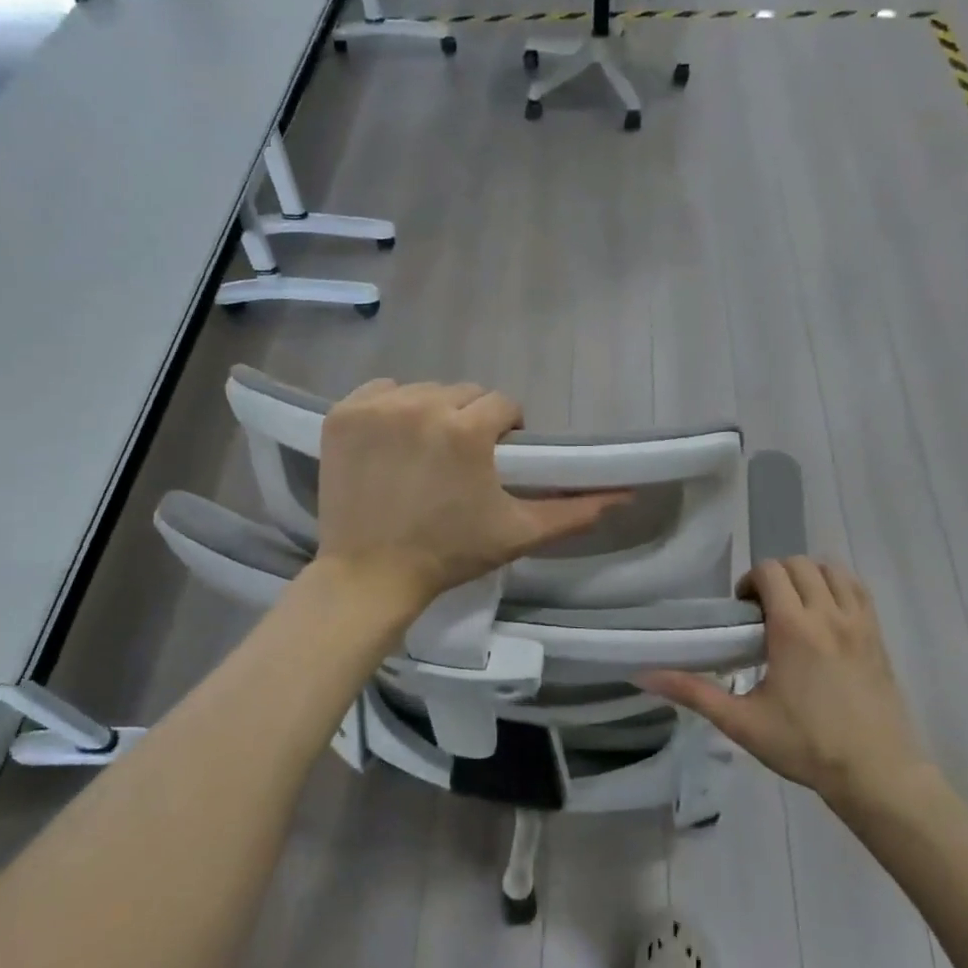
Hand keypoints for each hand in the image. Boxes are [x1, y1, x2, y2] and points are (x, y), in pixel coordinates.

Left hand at [315, 379, 627, 614]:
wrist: (370, 576)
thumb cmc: (449, 555)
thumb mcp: (518, 533)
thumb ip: (574, 511)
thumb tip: (624, 494)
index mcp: (467, 429)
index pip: (502, 404)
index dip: (505, 431)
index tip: (497, 458)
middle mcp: (422, 405)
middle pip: (463, 393)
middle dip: (470, 421)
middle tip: (462, 461)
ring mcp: (377, 408)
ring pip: (423, 391)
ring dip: (432, 414)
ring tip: (426, 453)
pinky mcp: (342, 414)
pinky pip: (380, 392)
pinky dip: (390, 409)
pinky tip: (392, 442)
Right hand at [641, 558, 939, 822]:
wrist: (877, 774)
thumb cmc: (806, 746)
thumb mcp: (743, 723)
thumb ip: (694, 693)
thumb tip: (644, 676)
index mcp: (794, 629)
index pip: (770, 571)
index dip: (750, 582)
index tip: (743, 612)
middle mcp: (829, 615)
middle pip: (799, 564)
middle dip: (776, 577)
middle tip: (764, 612)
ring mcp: (860, 623)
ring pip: (832, 570)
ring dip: (808, 577)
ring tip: (796, 609)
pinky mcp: (878, 636)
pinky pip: (858, 589)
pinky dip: (838, 587)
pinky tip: (826, 617)